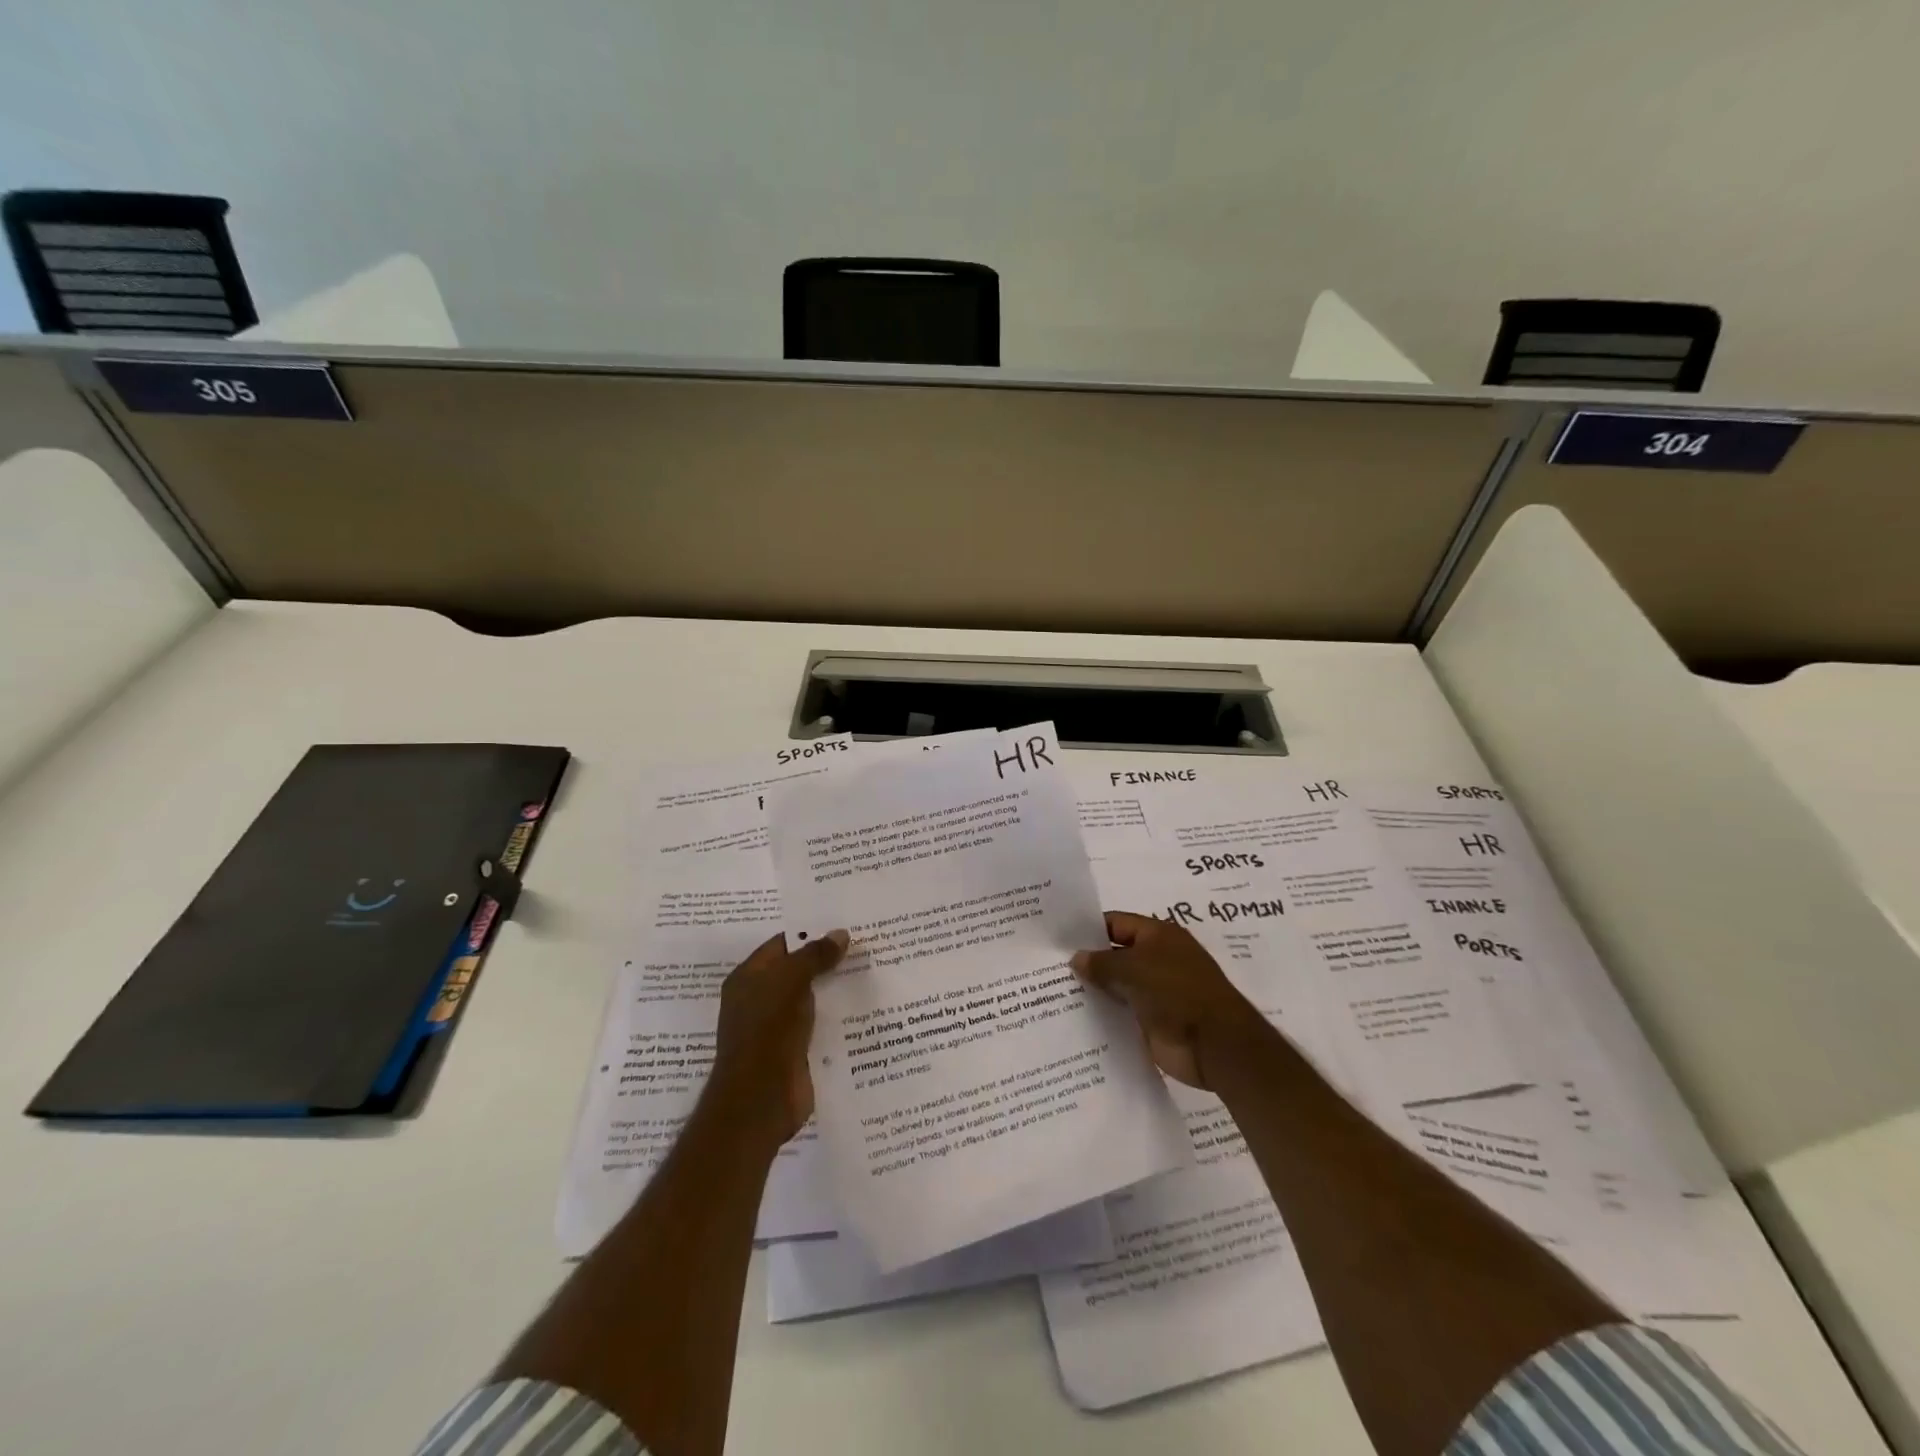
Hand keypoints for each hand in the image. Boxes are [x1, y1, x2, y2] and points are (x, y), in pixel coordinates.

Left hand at [709, 928, 848, 1145]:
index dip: (810, 932)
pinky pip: (820, 1025)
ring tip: (873, 969)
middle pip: (798, 971)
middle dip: (828, 959)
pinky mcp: (797, 1051)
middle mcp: (760, 1000)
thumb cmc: (766, 1031)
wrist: (761, 1101)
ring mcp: (778, 1028)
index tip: (845, 924)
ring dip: (837, 988)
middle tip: (866, 943)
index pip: (782, 945)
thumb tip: (840, 933)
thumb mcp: (789, 982)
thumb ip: (814, 956)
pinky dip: (839, 1016)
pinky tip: (867, 1006)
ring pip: (812, 999)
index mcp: (748, 978)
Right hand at [1071, 912, 1270, 1089]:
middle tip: (1049, 967)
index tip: (1058, 939)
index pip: (1117, 923)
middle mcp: (1158, 959)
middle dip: (1089, 961)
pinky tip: (1077, 1017)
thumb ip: (1101, 963)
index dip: (1089, 929)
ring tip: (1055, 992)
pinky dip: (1105, 1013)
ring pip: (1118, 985)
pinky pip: (1123, 1012)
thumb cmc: (1176, 992)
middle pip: (1116, 954)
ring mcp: (1157, 991)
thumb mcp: (1133, 969)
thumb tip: (1076, 958)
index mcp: (1159, 935)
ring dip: (1095, 989)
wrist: (1215, 1045)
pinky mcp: (1154, 1020)